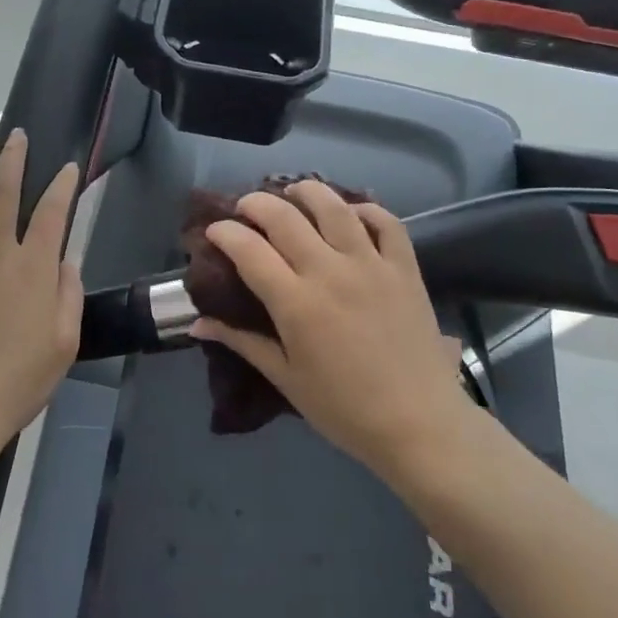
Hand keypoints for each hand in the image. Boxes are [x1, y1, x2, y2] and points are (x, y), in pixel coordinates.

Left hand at [0, 131, 81, 454]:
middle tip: (16, 138)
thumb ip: (68, 293)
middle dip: (12, 159)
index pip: (52, 210)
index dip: (62, 184)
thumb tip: (66, 260)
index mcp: (32, 265)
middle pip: (2, 192)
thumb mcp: (64, 341)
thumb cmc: (19, 378)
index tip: (68, 167)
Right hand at [192, 182, 469, 480]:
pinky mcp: (404, 268)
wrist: (420, 425)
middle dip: (256, 203)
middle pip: (284, 216)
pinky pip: (386, 222)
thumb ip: (242, 342)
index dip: (225, 232)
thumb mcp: (286, 379)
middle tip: (246, 208)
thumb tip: (197, 323)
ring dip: (307, 191)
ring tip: (294, 193)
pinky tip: (352, 213)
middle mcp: (330, 271)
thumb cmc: (345, 409)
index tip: (214, 230)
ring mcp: (370, 264)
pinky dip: (366, 209)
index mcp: (296, 302)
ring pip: (334, 206)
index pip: (249, 249)